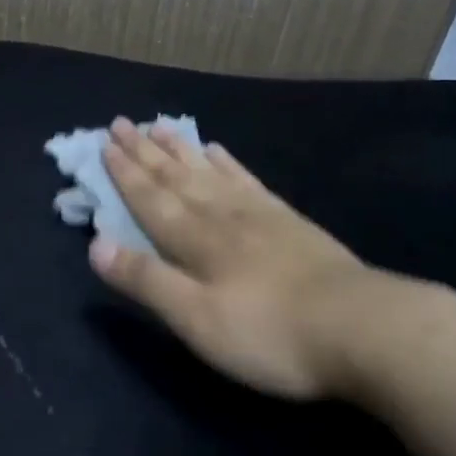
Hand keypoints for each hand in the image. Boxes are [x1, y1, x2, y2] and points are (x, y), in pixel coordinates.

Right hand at [89, 118, 451, 404]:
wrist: (361, 327)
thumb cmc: (270, 333)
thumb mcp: (197, 319)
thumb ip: (146, 280)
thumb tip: (94, 243)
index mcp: (194, 239)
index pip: (150, 198)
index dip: (124, 172)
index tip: (104, 142)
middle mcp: (220, 214)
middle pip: (174, 177)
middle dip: (144, 151)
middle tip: (121, 121)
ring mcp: (257, 213)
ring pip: (206, 172)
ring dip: (179, 149)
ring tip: (160, 125)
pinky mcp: (287, 220)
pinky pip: (245, 180)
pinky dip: (226, 163)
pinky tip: (218, 151)